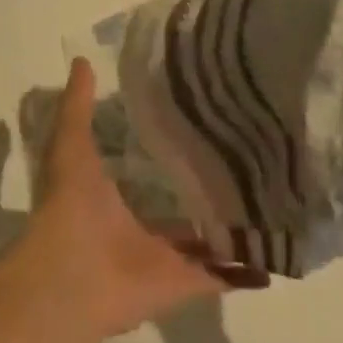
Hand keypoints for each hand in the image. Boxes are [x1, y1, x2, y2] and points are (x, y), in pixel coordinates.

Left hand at [13, 58, 253, 339]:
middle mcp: (140, 225)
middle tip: (244, 158)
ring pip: (203, 241)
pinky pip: (220, 276)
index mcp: (112, 194)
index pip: (146, 165)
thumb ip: (78, 104)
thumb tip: (81, 59)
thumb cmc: (70, 203)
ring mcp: (165, 257)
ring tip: (268, 198)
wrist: (72, 275)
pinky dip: (243, 271)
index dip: (168, 145)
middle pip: (179, 205)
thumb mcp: (70, 142)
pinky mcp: (184, 283)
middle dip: (204, 187)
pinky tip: (272, 253)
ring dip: (228, 227)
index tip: (199, 120)